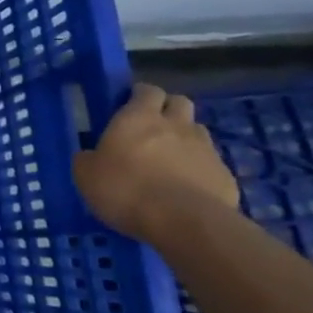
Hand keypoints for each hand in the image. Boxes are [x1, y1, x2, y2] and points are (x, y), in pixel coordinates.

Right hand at [73, 82, 239, 238]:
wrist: (185, 223)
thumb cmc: (126, 189)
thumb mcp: (86, 175)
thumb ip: (88, 159)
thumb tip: (90, 156)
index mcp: (138, 117)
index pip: (146, 90)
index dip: (139, 95)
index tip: (128, 106)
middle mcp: (175, 125)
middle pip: (179, 102)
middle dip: (167, 109)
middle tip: (151, 127)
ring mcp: (205, 149)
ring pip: (197, 131)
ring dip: (184, 138)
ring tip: (169, 159)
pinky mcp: (226, 176)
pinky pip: (211, 164)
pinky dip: (199, 169)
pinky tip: (186, 188)